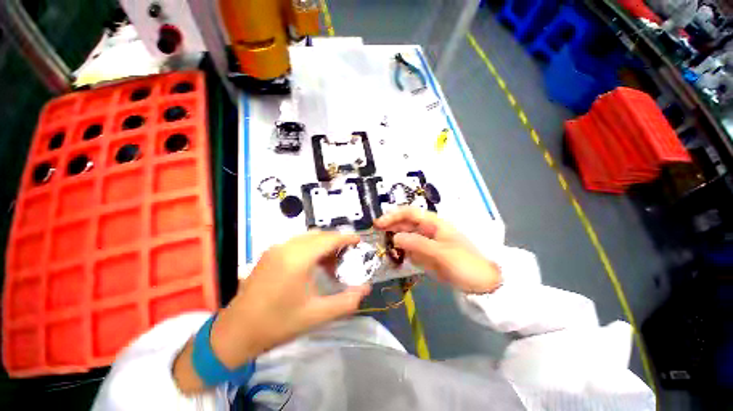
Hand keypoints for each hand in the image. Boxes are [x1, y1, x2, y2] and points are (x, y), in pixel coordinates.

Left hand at [174, 231, 369, 392]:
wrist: (235, 333)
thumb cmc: (277, 324)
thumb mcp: (317, 315)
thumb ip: (346, 302)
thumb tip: (366, 289)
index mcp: (298, 259)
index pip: (329, 239)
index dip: (346, 238)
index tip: (359, 241)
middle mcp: (286, 247)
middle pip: (319, 235)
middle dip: (336, 242)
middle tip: (347, 257)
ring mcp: (275, 248)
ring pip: (308, 237)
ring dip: (323, 244)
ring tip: (331, 262)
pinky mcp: (269, 253)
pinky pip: (297, 242)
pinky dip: (310, 247)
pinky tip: (313, 264)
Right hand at [374, 207, 500, 293]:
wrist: (484, 284)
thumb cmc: (465, 264)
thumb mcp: (441, 253)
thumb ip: (417, 244)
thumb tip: (395, 237)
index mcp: (434, 223)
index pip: (410, 213)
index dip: (393, 216)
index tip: (379, 223)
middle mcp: (429, 230)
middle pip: (406, 223)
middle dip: (391, 226)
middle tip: (375, 234)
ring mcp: (428, 242)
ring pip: (407, 236)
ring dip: (395, 239)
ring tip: (383, 245)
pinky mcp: (427, 254)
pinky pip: (411, 249)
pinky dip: (402, 251)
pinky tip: (396, 255)